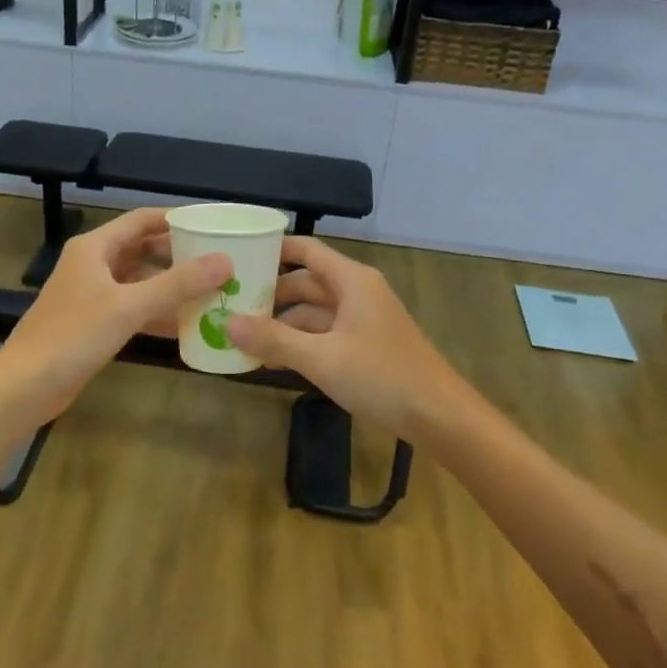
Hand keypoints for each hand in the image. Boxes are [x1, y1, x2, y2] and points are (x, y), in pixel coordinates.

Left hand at [0, 208, 230, 420]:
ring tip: (211, 290)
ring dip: (171, 286)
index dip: (175, 219)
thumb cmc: (74, 335)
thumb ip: (178, 283)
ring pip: (139, 281)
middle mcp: (93, 265)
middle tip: (218, 260)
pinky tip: (186, 324)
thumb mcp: (129, 306)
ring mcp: (92, 295)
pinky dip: (157, 312)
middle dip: (178, 255)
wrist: (26, 386)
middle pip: (142, 249)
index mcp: (94, 247)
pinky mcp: (93, 324)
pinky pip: (133, 308)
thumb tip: (225, 261)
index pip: (141, 220)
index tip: (211, 225)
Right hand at [224, 237, 481, 443]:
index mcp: (351, 281)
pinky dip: (300, 342)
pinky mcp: (365, 346)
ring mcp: (362, 320)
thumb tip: (227, 322)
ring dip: (282, 324)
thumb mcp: (322, 358)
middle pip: (306, 282)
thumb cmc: (382, 376)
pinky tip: (273, 358)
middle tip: (229, 303)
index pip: (306, 251)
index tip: (237, 257)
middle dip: (270, 294)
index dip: (273, 250)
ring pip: (314, 312)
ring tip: (242, 337)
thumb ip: (274, 339)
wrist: (439, 416)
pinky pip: (325, 334)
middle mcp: (357, 292)